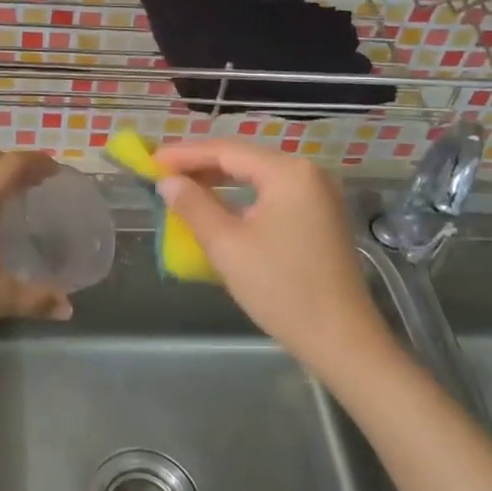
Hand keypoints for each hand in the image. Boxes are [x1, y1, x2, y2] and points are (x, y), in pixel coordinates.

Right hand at [153, 140, 385, 369]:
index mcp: (288, 172)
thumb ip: (193, 206)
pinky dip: (242, 197)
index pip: (226, 150)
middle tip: (161, 174)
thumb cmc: (281, 289)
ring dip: (220, 181)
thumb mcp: (227, 246)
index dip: (184, 154)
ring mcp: (318, 194)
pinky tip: (219, 207)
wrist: (341, 339)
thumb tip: (167, 182)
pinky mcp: (320, 216)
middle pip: (243, 159)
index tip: (150, 160)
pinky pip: (272, 194)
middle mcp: (308, 173)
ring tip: (182, 188)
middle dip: (201, 165)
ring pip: (258, 176)